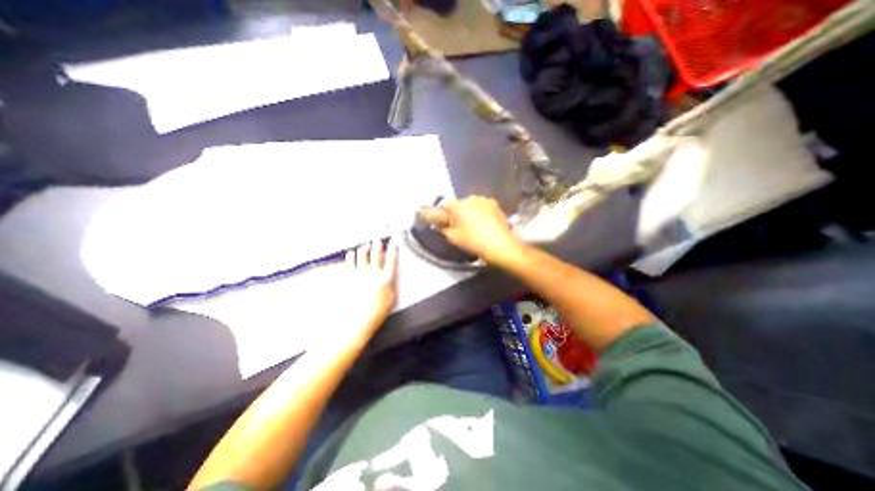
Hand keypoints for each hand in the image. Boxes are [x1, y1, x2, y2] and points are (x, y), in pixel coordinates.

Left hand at [346, 237, 398, 333]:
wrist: (360, 319)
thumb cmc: (377, 311)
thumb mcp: (391, 298)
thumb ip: (391, 284)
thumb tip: (390, 277)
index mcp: (385, 279)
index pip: (391, 261)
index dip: (393, 250)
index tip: (393, 243)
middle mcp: (373, 274)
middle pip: (376, 255)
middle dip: (378, 245)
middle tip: (378, 240)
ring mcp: (360, 275)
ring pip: (362, 256)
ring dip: (365, 248)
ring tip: (366, 245)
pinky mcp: (350, 278)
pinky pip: (350, 264)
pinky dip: (351, 257)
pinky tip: (351, 253)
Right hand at [419, 195, 522, 266]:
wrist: (499, 245)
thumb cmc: (472, 241)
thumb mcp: (452, 238)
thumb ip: (442, 228)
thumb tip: (439, 224)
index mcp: (457, 205)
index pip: (445, 205)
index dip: (445, 214)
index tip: (447, 223)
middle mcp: (470, 198)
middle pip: (460, 204)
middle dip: (459, 213)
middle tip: (462, 227)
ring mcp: (485, 200)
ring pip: (473, 205)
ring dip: (471, 212)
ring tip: (476, 227)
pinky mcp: (496, 204)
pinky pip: (484, 207)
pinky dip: (482, 213)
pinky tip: (485, 225)